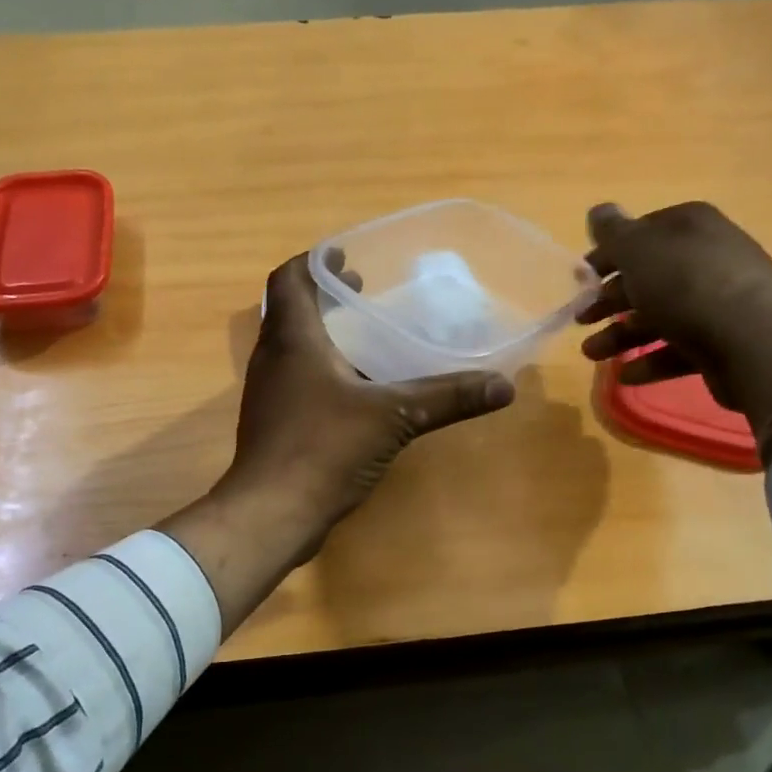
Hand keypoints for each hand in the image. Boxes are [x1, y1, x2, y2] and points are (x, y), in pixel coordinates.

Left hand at [159, 252, 514, 635]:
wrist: (271, 512)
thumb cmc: (324, 448)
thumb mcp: (393, 417)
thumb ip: (446, 397)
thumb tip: (503, 385)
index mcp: (292, 339)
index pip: (289, 279)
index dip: (315, 261)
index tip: (347, 259)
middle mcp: (272, 359)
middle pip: (289, 311)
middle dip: (324, 298)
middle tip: (362, 294)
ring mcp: (267, 395)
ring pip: (291, 349)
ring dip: (321, 337)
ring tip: (362, 339)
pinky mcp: (272, 425)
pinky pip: (295, 383)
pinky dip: (319, 373)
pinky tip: (353, 393)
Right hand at [577, 202, 771, 455]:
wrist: (752, 340)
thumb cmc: (687, 285)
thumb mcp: (639, 250)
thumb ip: (614, 233)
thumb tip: (599, 210)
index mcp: (689, 227)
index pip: (641, 234)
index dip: (608, 255)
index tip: (581, 278)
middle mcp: (706, 258)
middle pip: (648, 277)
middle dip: (610, 301)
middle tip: (581, 319)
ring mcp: (717, 301)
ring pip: (659, 316)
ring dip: (621, 336)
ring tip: (593, 355)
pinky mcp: (722, 341)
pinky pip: (678, 349)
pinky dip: (649, 361)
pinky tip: (626, 375)